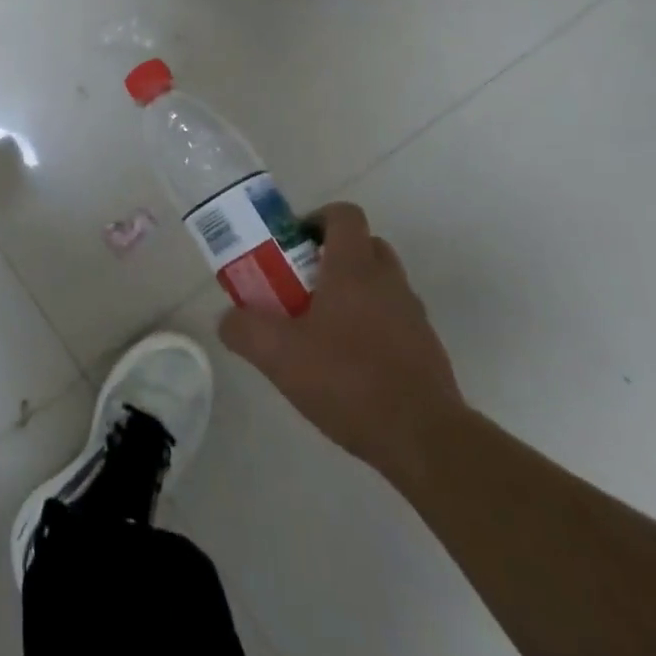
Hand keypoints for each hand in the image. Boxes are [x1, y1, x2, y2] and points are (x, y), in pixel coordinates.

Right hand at [219, 202, 462, 483]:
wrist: (425, 441)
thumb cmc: (348, 380)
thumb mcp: (277, 355)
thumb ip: (243, 330)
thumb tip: (228, 319)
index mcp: (354, 268)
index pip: (343, 214)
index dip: (316, 218)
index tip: (292, 244)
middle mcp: (388, 281)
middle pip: (365, 245)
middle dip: (332, 255)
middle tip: (301, 282)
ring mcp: (413, 316)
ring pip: (381, 283)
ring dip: (353, 291)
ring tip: (320, 327)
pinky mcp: (427, 349)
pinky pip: (394, 319)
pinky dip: (371, 326)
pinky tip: (347, 363)